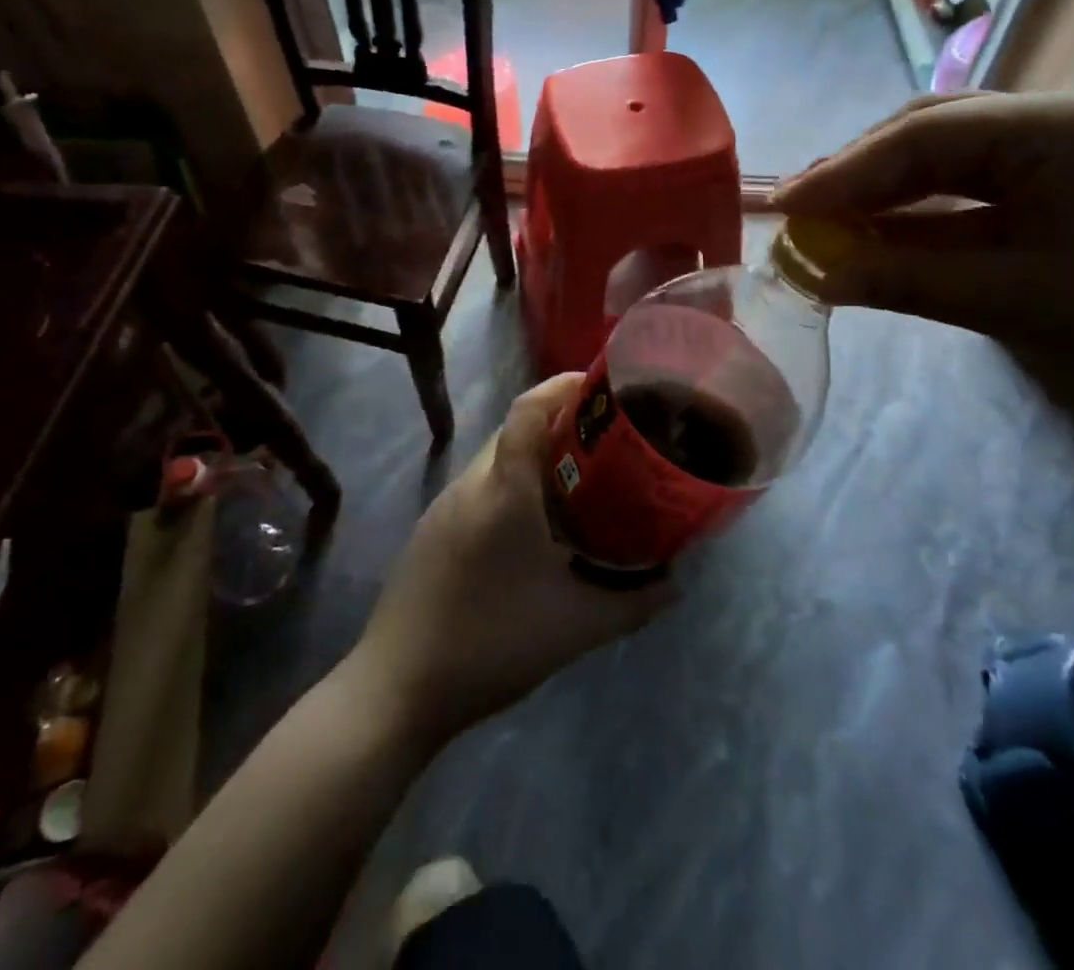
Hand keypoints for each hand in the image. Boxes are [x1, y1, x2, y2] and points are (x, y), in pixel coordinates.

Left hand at [348, 375, 673, 743]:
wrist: (397, 688)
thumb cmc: (493, 643)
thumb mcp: (577, 628)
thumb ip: (634, 603)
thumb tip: (676, 583)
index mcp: (504, 491)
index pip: (528, 410)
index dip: (562, 386)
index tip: (599, 385)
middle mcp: (470, 485)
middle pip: (514, 428)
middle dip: (558, 422)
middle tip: (604, 440)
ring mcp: (444, 507)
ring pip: (495, 458)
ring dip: (533, 456)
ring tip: (577, 479)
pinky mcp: (431, 531)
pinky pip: (479, 487)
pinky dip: (510, 484)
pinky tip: (533, 525)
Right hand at [773, 89, 1073, 436]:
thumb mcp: (1011, 302)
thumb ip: (902, 280)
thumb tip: (814, 274)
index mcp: (1059, 126)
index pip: (921, 136)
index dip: (843, 171)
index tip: (782, 205)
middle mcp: (1066, 120)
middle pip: (936, 133)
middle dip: (863, 173)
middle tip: (802, 211)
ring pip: (959, 159)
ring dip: (895, 192)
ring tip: (834, 222)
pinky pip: (989, 189)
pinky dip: (936, 213)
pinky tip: (896, 233)